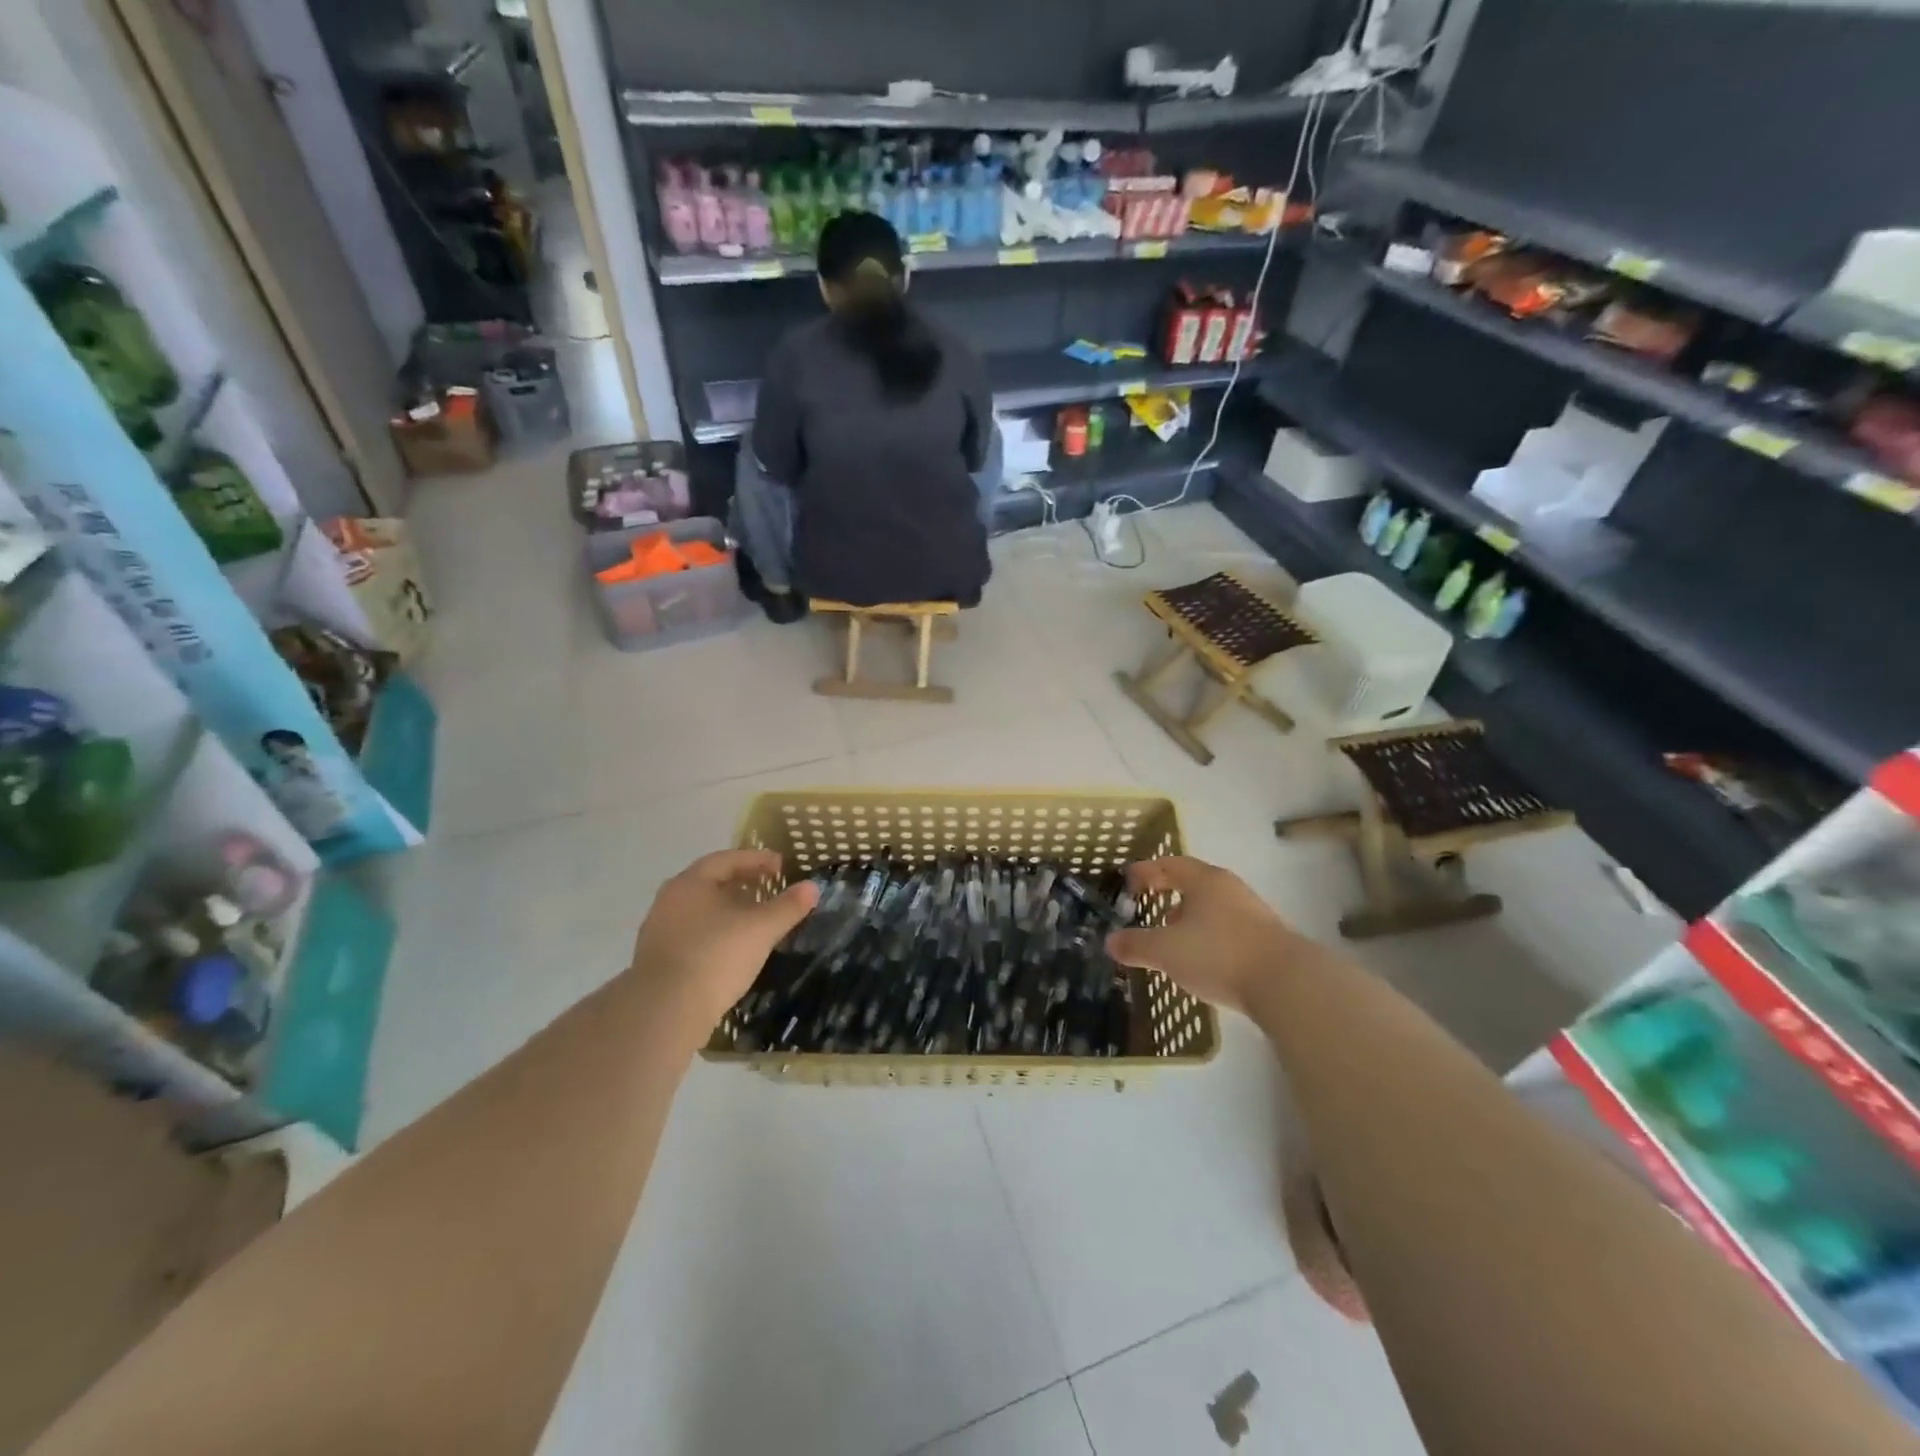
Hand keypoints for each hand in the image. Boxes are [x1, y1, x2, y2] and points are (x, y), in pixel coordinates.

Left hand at [629, 850, 818, 1030]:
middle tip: (768, 888)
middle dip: (741, 883)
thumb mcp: (761, 929)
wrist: (664, 1011)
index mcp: (691, 882)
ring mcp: (659, 930)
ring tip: (753, 919)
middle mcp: (670, 900)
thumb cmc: (716, 956)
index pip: (727, 859)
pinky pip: (692, 933)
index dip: (756, 859)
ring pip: (700, 909)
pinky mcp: (656, 959)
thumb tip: (812, 887)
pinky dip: (715, 931)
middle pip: (710, 883)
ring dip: (727, 909)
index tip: (780, 865)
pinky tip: (731, 947)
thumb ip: (788, 906)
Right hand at [1105, 856, 1305, 1015]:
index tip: (1129, 880)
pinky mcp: (1267, 940)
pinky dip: (1209, 936)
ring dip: (1190, 916)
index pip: (1170, 864)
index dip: (1147, 871)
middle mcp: (1230, 889)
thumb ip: (1136, 945)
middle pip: (1194, 883)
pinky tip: (1202, 958)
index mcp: (1204, 881)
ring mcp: (1253, 913)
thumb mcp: (1166, 951)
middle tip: (1149, 905)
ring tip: (1173, 936)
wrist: (1288, 984)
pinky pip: (1228, 928)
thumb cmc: (1219, 954)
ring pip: (1213, 907)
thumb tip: (1111, 941)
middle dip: (1169, 892)